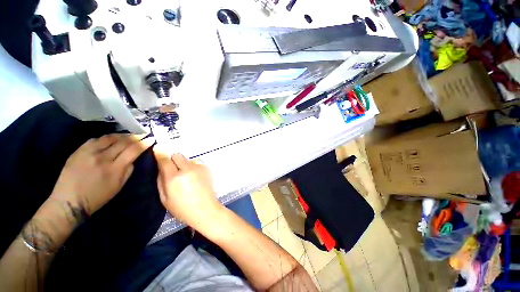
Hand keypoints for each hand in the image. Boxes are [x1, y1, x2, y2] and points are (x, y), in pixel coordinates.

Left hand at [50, 134, 154, 215]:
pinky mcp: (79, 151)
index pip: (134, 150)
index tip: (151, 138)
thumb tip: (132, 159)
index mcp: (115, 168)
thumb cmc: (97, 197)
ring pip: (110, 138)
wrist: (68, 201)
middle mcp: (103, 157)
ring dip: (122, 135)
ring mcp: (89, 152)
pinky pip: (95, 139)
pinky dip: (106, 138)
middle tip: (143, 134)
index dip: (144, 143)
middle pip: (123, 142)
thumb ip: (128, 171)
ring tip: (128, 135)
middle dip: (136, 136)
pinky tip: (110, 139)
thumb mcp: (118, 187)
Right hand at [153, 148, 221, 227]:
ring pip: (187, 159)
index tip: (157, 151)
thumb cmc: (182, 208)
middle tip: (174, 170)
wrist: (205, 209)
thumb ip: (161, 180)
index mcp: (174, 178)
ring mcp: (199, 168)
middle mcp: (187, 169)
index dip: (160, 154)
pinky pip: (196, 163)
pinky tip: (195, 178)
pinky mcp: (207, 168)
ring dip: (184, 165)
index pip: (165, 159)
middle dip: (173, 160)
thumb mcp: (164, 198)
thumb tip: (160, 167)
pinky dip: (193, 168)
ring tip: (187, 177)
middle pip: (177, 155)